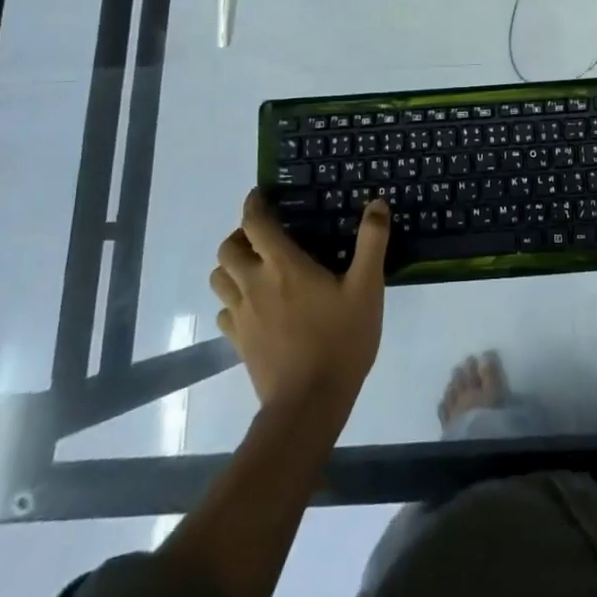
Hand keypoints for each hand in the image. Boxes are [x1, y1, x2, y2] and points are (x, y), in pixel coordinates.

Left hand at [210, 192, 389, 419]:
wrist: (309, 402)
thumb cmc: (341, 339)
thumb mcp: (367, 287)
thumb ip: (371, 242)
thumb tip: (377, 204)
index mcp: (283, 266)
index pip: (254, 223)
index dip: (254, 204)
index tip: (261, 195)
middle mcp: (254, 283)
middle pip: (227, 249)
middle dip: (241, 235)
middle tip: (264, 236)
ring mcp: (242, 315)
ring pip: (219, 279)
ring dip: (232, 266)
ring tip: (256, 267)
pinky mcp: (238, 342)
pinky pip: (224, 311)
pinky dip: (233, 300)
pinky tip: (255, 306)